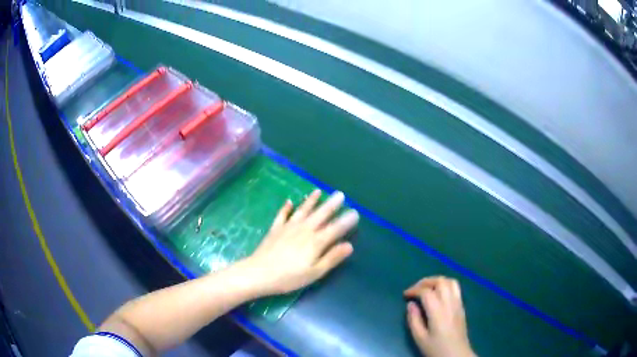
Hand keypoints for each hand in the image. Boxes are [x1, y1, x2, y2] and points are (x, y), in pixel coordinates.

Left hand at [241, 190, 358, 295]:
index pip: (335, 229)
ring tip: (318, 191)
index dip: (345, 221)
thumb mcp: (314, 272)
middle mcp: (304, 230)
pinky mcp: (275, 229)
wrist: (260, 273)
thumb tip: (349, 245)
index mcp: (316, 242)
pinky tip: (289, 201)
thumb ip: (332, 258)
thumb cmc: (289, 277)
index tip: (355, 212)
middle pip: (320, 215)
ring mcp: (288, 227)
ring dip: (311, 200)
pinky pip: (282, 215)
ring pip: (303, 211)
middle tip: (340, 194)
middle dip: (331, 204)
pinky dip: (286, 207)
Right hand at [404, 277, 475, 356]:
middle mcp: (450, 303)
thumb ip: (414, 320)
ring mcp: (458, 303)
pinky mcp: (462, 307)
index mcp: (438, 311)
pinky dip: (445, 285)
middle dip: (426, 281)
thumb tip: (411, 304)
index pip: (426, 291)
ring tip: (427, 288)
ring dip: (438, 281)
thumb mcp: (419, 338)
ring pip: (450, 281)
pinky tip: (438, 295)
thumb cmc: (436, 348)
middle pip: (441, 281)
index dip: (414, 290)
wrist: (456, 354)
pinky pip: (456, 288)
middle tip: (415, 289)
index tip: (405, 295)